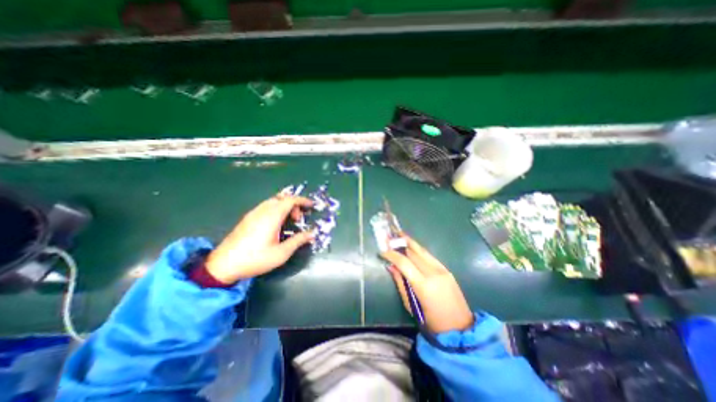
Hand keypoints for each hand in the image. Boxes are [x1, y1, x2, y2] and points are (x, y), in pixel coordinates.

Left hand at [206, 193, 314, 282]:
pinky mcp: (247, 218)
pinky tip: (275, 224)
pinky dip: (276, 209)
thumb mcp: (281, 253)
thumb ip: (298, 241)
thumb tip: (312, 234)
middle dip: (294, 205)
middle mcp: (262, 210)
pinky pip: (265, 206)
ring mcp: (253, 213)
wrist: (223, 265)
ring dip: (284, 207)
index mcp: (272, 216)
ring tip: (288, 222)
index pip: (290, 200)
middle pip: (282, 198)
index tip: (311, 206)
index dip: (303, 201)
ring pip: (273, 201)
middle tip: (298, 219)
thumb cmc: (255, 259)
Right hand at [380, 235, 473, 331]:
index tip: (382, 251)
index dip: (392, 255)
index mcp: (423, 285)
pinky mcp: (446, 269)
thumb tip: (391, 267)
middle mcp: (433, 273)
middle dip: (399, 244)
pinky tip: (412, 246)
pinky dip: (419, 250)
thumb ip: (400, 283)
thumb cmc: (432, 322)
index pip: (404, 263)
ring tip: (399, 234)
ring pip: (422, 251)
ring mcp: (442, 270)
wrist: (460, 327)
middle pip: (413, 253)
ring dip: (409, 242)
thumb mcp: (411, 305)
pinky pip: (429, 256)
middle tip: (389, 238)